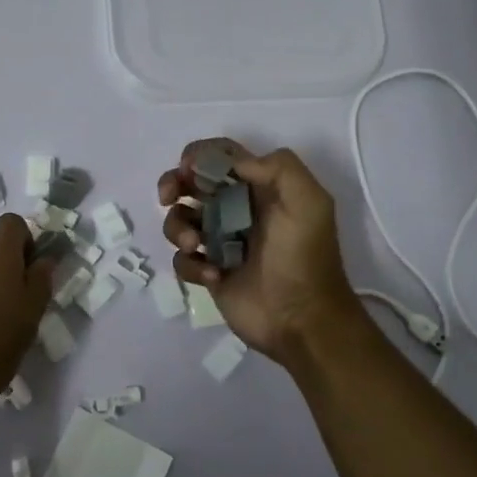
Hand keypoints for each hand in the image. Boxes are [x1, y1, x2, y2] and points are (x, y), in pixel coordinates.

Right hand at [157, 140, 359, 369]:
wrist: (304, 321)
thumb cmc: (304, 257)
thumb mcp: (309, 202)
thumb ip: (278, 168)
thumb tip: (234, 164)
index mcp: (259, 187)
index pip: (221, 156)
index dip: (199, 156)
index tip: (188, 170)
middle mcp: (236, 209)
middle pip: (191, 183)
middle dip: (173, 184)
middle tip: (168, 197)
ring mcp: (220, 241)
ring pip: (180, 220)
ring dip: (178, 228)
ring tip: (195, 246)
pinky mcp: (209, 272)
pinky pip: (183, 259)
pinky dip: (191, 264)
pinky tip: (214, 276)